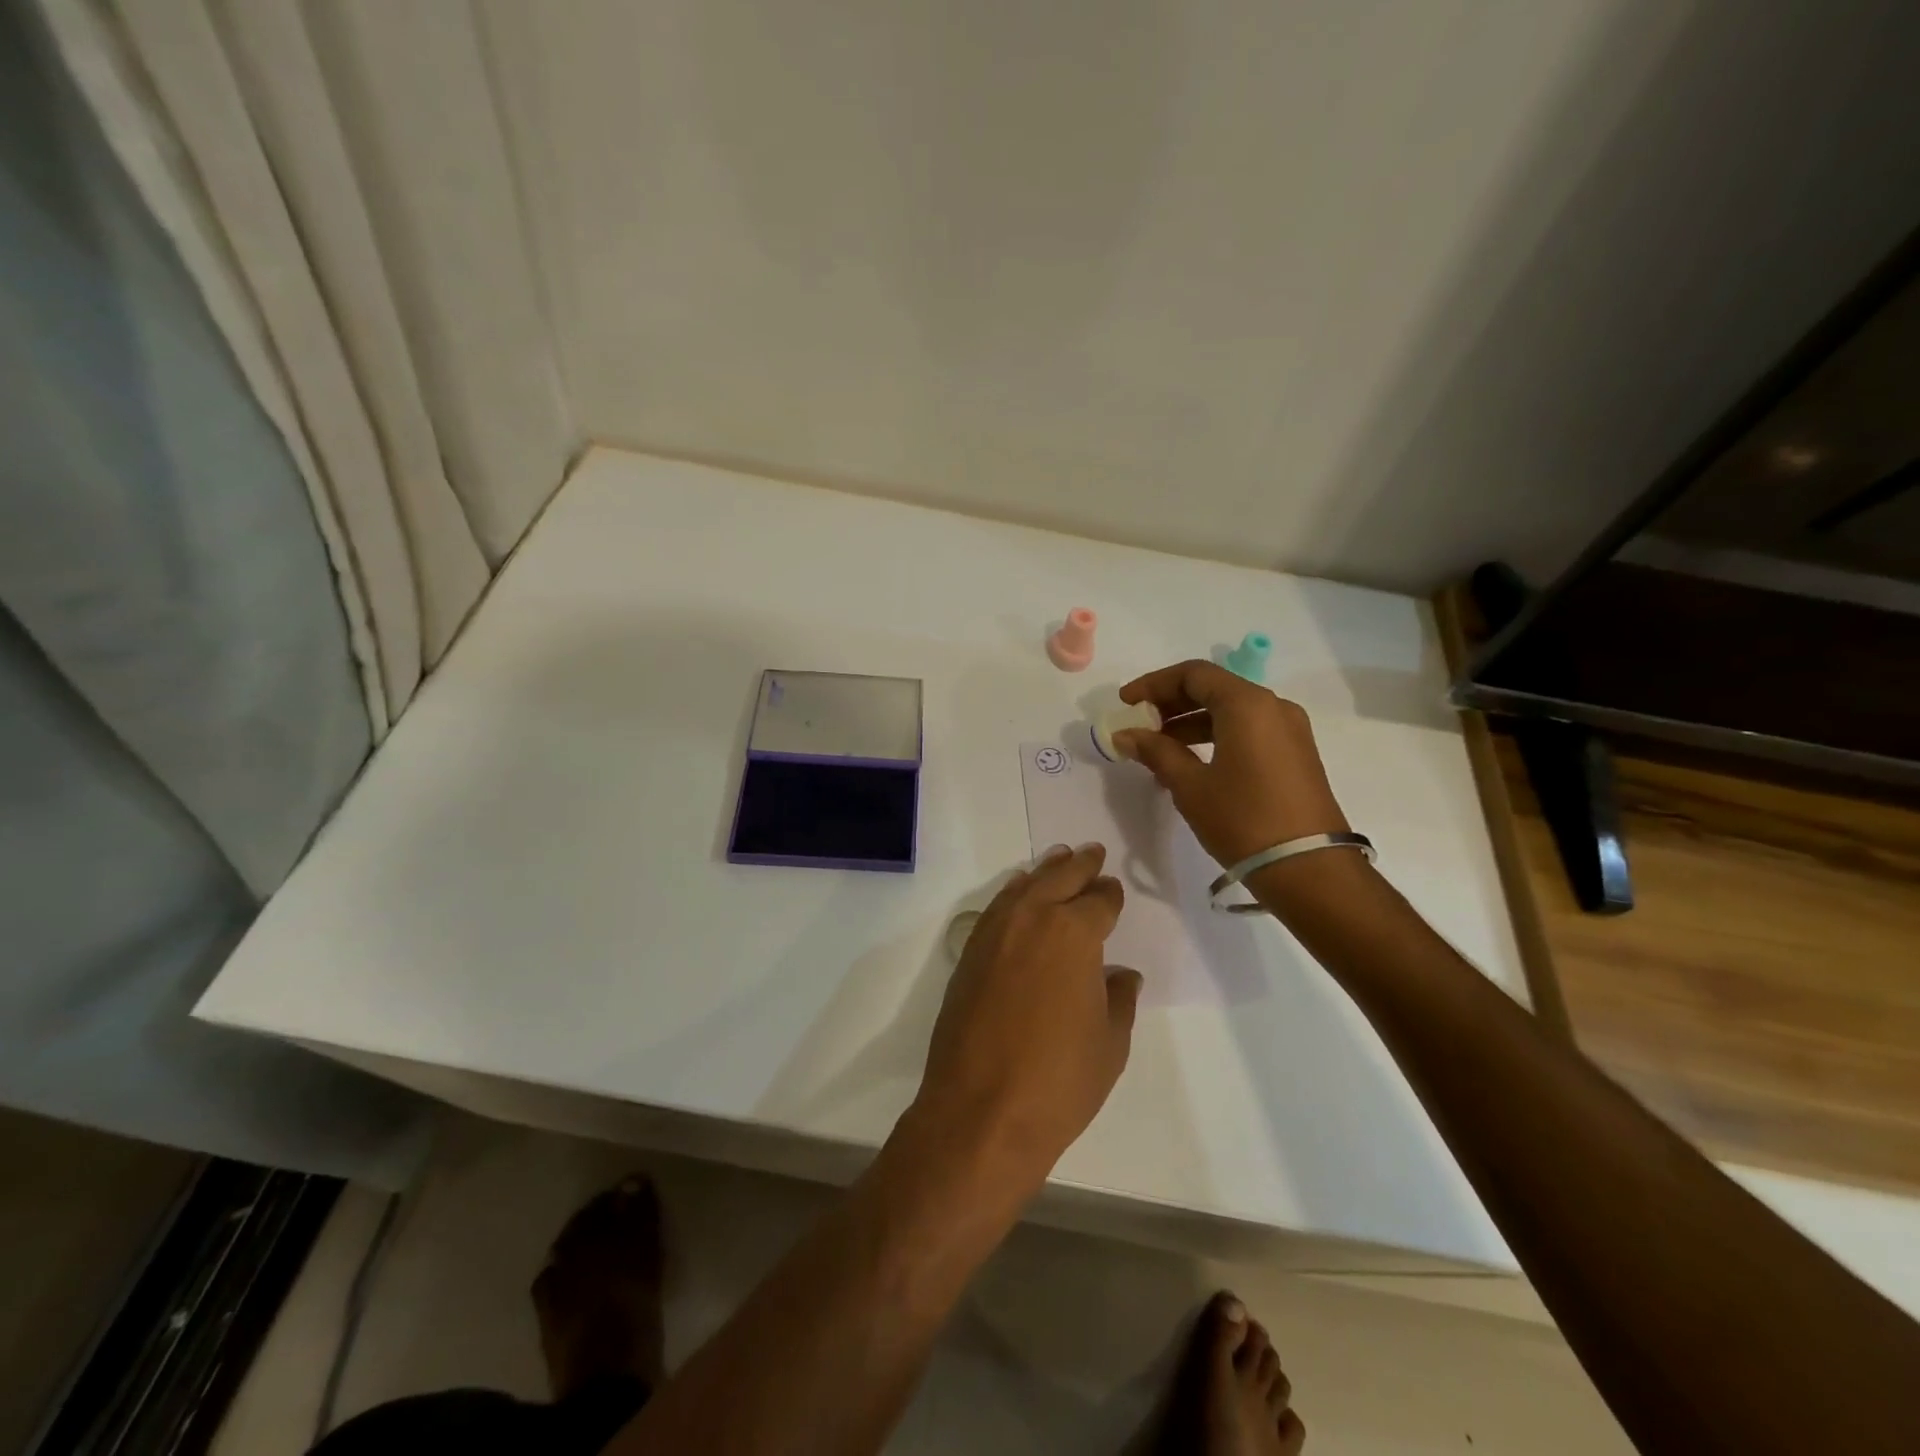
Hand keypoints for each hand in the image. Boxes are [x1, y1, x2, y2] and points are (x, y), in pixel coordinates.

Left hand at [912, 845, 1139, 1190]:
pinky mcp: (969, 954)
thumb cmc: (1059, 1081)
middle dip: (1079, 864)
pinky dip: (1013, 894)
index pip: (1098, 901)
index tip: (1114, 891)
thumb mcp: (1109, 1044)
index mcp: (1073, 933)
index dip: (1109, 895)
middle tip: (1092, 851)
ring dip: (1044, 872)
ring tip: (1058, 859)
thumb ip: (1118, 999)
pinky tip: (1020, 895)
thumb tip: (1120, 975)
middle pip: (1058, 878)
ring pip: (1023, 887)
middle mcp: (1032, 919)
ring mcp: (994, 933)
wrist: (980, 1111)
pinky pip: (997, 908)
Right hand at [1114, 660, 1349, 867]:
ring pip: (1230, 712)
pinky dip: (1214, 738)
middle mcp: (1273, 707)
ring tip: (1157, 751)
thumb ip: (1156, 752)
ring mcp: (1288, 731)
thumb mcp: (1190, 785)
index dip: (1154, 684)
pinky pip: (1246, 731)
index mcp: (1247, 705)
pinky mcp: (1294, 755)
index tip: (1126, 702)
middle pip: (1213, 689)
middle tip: (1139, 725)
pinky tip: (1189, 765)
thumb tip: (1125, 734)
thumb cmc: (1243, 820)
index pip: (1193, 674)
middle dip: (1171, 703)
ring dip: (1190, 724)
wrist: (1309, 870)